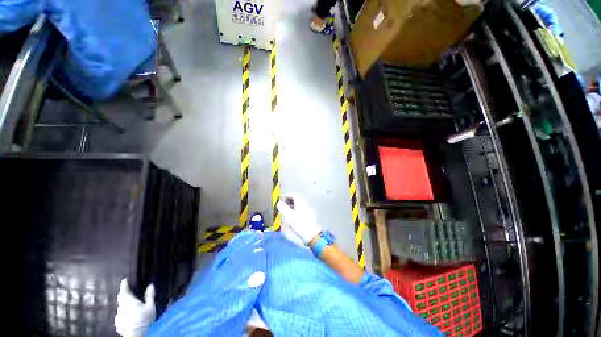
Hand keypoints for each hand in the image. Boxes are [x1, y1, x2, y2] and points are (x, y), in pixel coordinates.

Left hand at [115, 279, 155, 336]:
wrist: (137, 335)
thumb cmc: (144, 319)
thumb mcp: (150, 307)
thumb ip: (149, 296)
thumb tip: (151, 285)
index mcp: (128, 301)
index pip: (124, 290)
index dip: (124, 285)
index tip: (124, 280)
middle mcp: (121, 307)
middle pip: (121, 298)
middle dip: (124, 294)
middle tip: (128, 292)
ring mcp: (118, 316)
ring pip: (120, 307)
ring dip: (124, 304)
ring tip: (131, 305)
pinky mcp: (118, 324)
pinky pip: (120, 315)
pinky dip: (124, 312)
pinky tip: (129, 316)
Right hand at [276, 194, 321, 244]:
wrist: (311, 234)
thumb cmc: (299, 224)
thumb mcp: (289, 216)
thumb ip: (283, 208)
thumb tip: (279, 203)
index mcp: (301, 203)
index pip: (295, 195)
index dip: (288, 195)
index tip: (283, 197)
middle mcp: (305, 205)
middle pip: (298, 199)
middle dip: (291, 200)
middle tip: (285, 203)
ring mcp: (308, 211)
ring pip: (300, 204)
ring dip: (294, 205)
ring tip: (288, 209)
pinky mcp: (310, 217)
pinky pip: (302, 209)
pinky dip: (297, 209)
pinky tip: (294, 216)